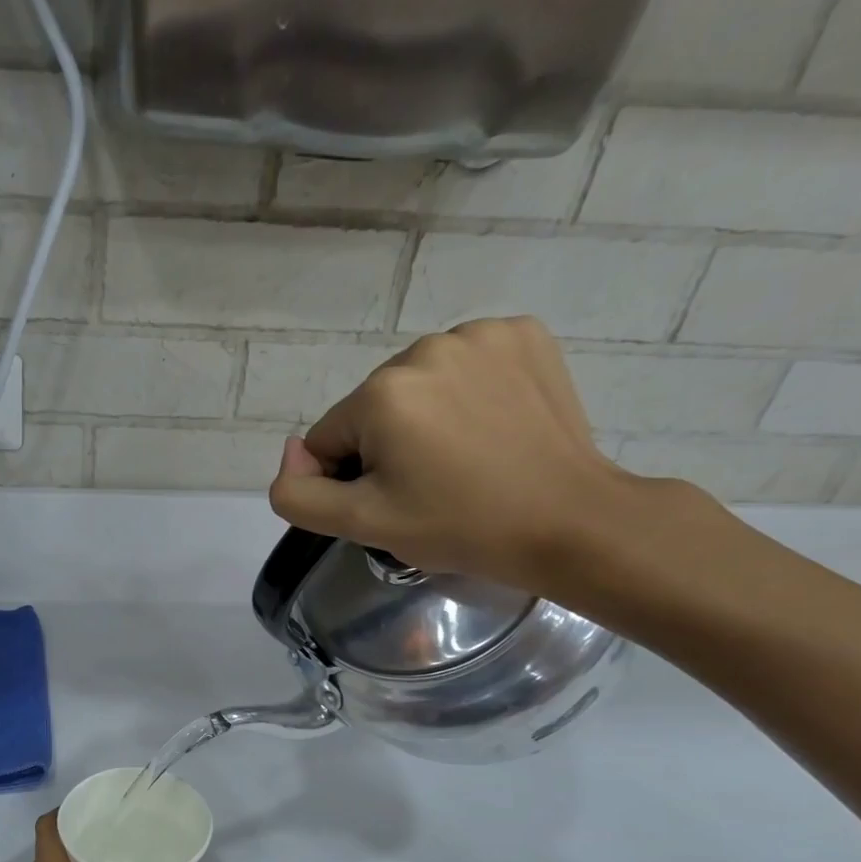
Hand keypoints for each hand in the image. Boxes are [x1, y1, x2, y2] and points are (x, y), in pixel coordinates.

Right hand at [267, 317, 636, 592]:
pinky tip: (492, 424)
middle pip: (373, 408)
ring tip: (466, 456)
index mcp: (381, 395)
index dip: (352, 479)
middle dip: (389, 445)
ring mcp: (480, 335)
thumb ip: (298, 493)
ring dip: (427, 416)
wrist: (569, 521)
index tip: (396, 501)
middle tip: (432, 484)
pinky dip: (470, 391)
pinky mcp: (523, 334)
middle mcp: (425, 348)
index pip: (329, 440)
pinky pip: (466, 363)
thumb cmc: (459, 527)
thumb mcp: (362, 524)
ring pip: (418, 384)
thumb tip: (292, 452)